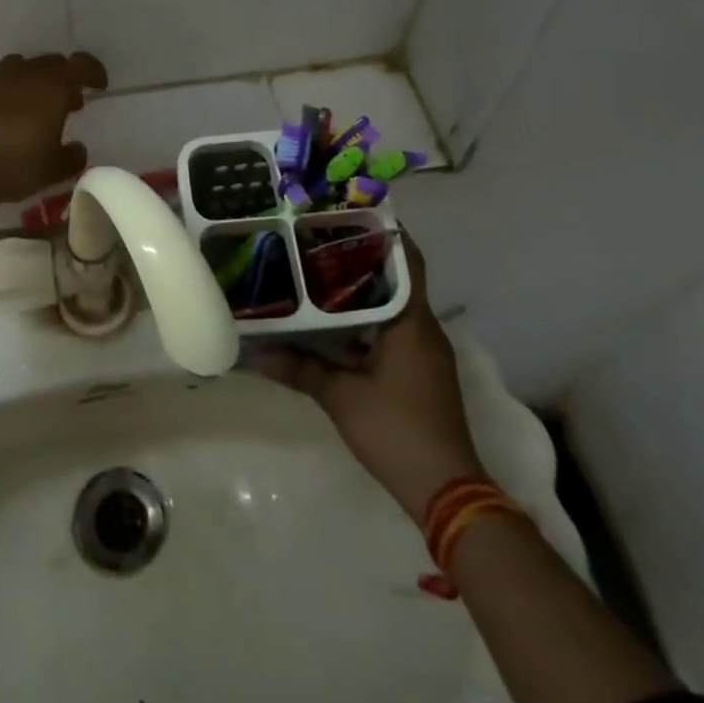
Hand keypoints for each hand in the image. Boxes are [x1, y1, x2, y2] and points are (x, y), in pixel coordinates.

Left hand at [0, 52, 108, 208]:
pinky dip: (9, 93)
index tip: (99, 86)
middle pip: (52, 63)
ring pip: (23, 68)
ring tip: (36, 107)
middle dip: (64, 78)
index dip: (94, 72)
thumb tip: (78, 149)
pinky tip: (5, 118)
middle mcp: (26, 73)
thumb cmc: (14, 165)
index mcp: (54, 86)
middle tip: (69, 102)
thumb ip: (72, 156)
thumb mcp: (54, 170)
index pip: (82, 65)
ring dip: (35, 82)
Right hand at [257, 231, 483, 521]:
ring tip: (320, 271)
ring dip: (364, 289)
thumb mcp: (341, 396)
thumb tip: (257, 353)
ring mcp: (425, 352)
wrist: (447, 491)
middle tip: (321, 237)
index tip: (352, 211)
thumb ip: (300, 369)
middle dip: (364, 256)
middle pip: (397, 278)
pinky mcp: (421, 372)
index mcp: (412, 322)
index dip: (386, 231)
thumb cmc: (396, 430)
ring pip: (394, 305)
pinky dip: (367, 318)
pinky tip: (334, 321)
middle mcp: (424, 328)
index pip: (408, 259)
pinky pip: (393, 329)